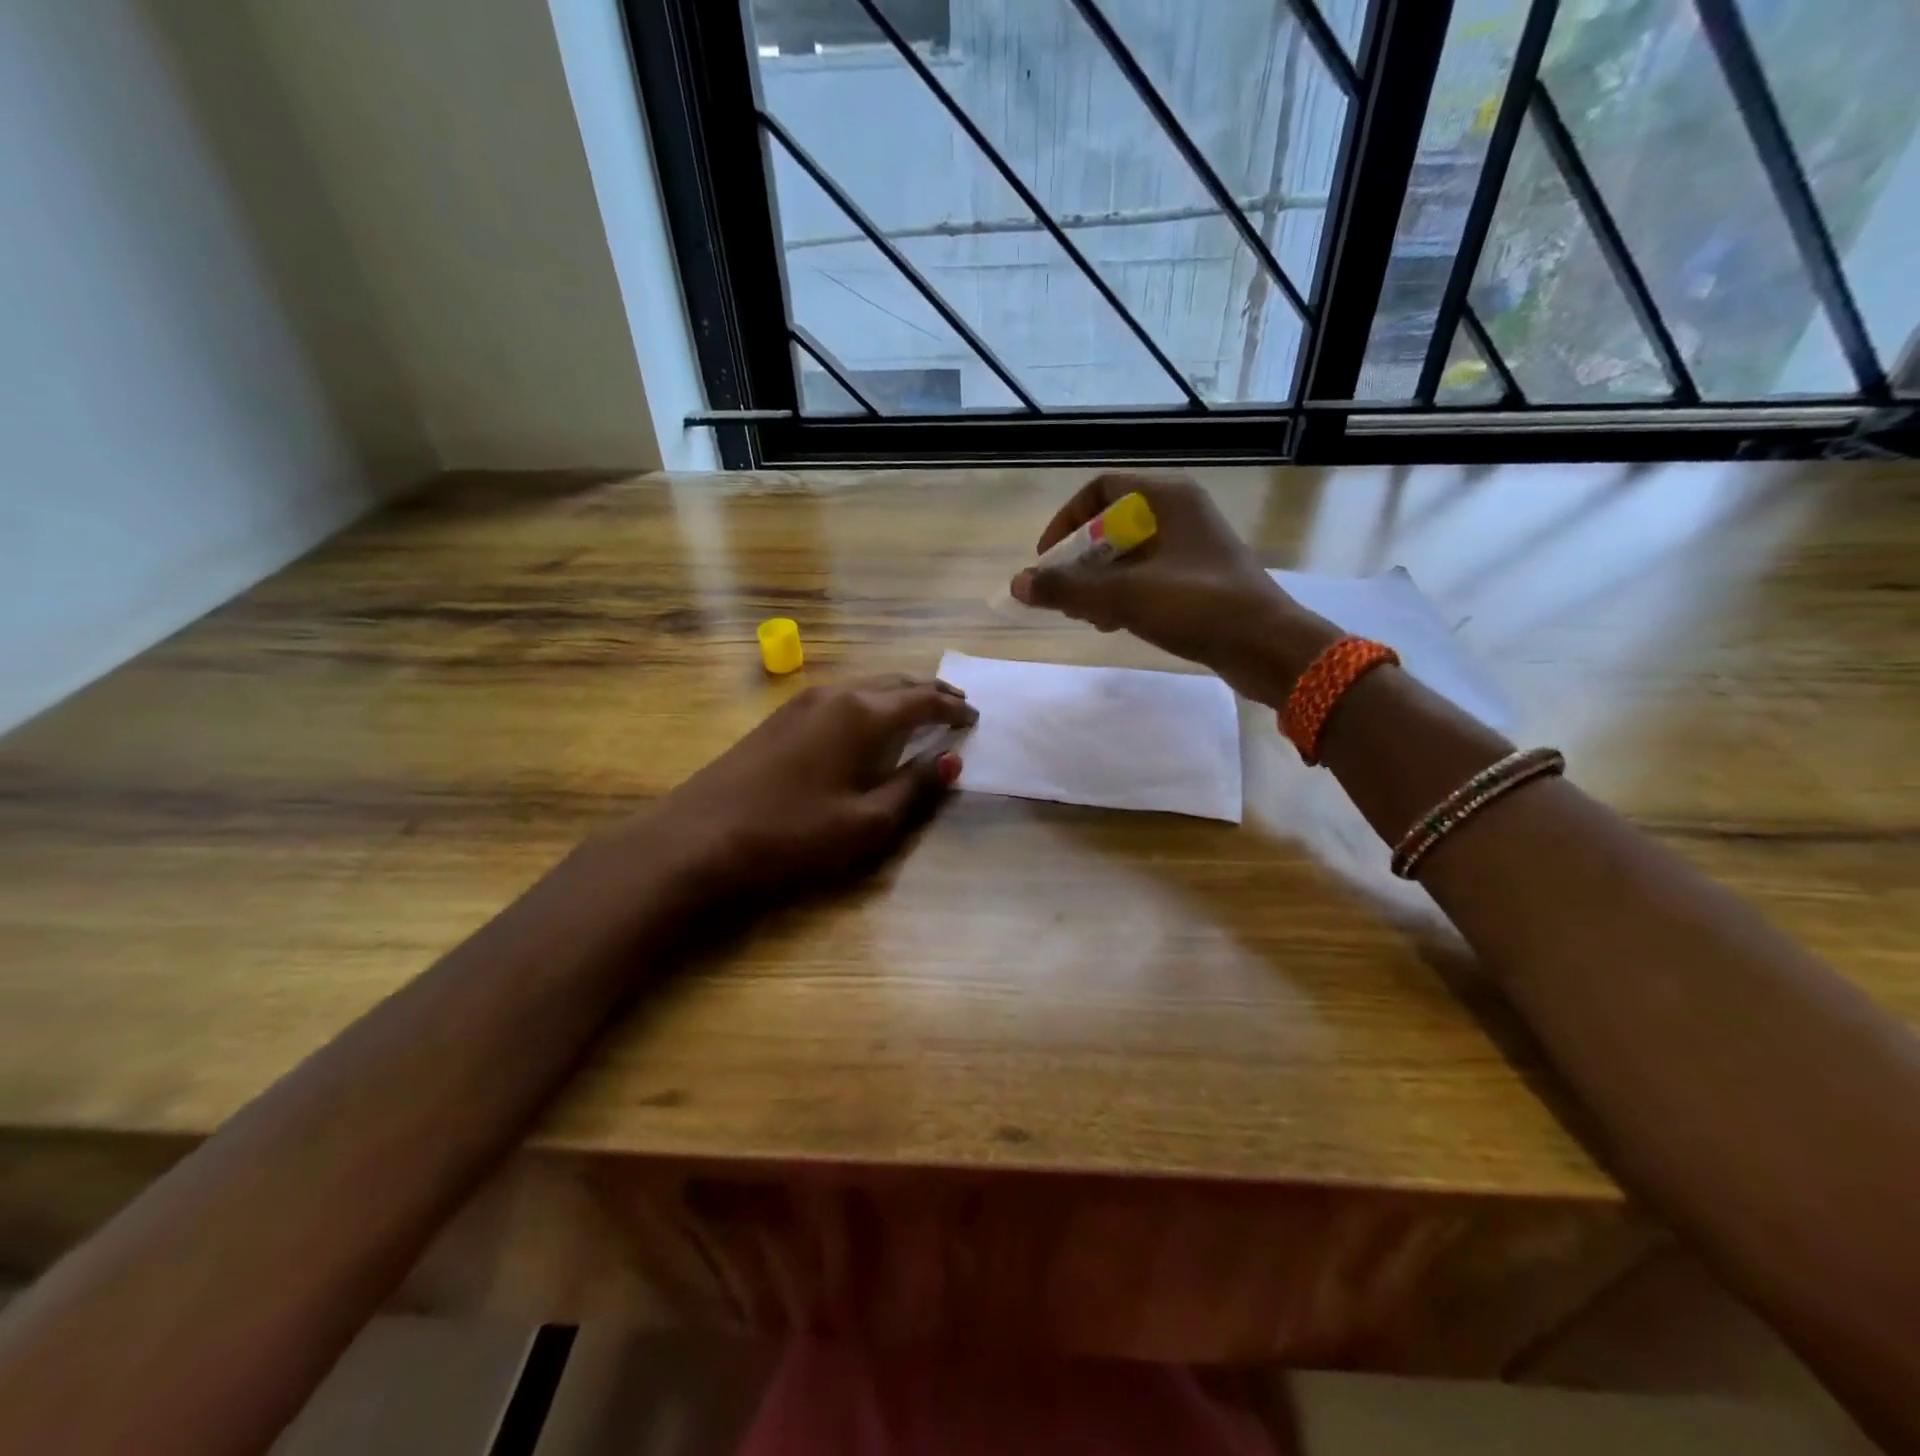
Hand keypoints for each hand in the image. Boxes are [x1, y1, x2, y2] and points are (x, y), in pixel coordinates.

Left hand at [643, 675, 977, 899]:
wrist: (698, 839)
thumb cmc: (793, 834)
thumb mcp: (867, 822)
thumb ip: (915, 787)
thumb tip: (953, 759)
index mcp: (863, 714)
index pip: (923, 700)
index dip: (953, 709)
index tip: (975, 717)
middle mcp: (836, 694)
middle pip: (895, 683)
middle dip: (929, 693)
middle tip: (955, 707)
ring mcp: (802, 701)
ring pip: (865, 686)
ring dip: (897, 695)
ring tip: (918, 712)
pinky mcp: (780, 717)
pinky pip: (840, 697)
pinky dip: (868, 703)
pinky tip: (867, 723)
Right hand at [1011, 475, 1330, 700]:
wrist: (1267, 646)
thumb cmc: (1198, 606)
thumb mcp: (1125, 595)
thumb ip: (1068, 588)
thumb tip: (1017, 584)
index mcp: (1167, 498)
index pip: (1100, 489)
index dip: (1066, 521)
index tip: (1047, 560)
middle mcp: (1181, 514)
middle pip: (1112, 525)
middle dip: (1080, 560)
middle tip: (1062, 595)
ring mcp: (1192, 548)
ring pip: (1129, 555)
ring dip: (1099, 582)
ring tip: (1084, 615)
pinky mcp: (1200, 579)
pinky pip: (1149, 577)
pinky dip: (1124, 595)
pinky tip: (1113, 624)